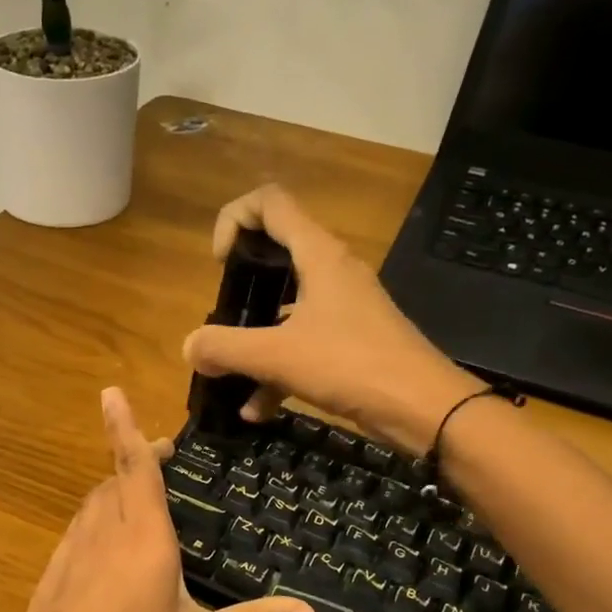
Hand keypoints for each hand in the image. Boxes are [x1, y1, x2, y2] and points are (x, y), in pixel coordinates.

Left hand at [0, 387, 317, 611]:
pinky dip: (94, 523)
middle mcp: (103, 533)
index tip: (110, 392)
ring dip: (112, 491)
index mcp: (142, 537)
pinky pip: (76, 533)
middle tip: (159, 459)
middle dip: (132, 460)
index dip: (124, 427)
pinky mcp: (54, 575)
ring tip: (136, 499)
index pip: (134, 467)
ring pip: (91, 505)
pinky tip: (105, 550)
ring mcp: (72, 553)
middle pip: (113, 480)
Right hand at [182, 185, 481, 454]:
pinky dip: (276, 370)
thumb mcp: (277, 356)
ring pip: (285, 306)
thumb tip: (189, 348)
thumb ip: (225, 348)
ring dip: (253, 338)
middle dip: (240, 285)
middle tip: (223, 314)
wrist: (422, 407)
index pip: (269, 202)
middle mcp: (331, 270)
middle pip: (275, 252)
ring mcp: (342, 306)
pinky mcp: (349, 340)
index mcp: (318, 254)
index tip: (219, 265)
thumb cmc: (350, 365)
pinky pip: (301, 343)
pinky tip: (255, 410)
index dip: (234, 219)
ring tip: (228, 374)